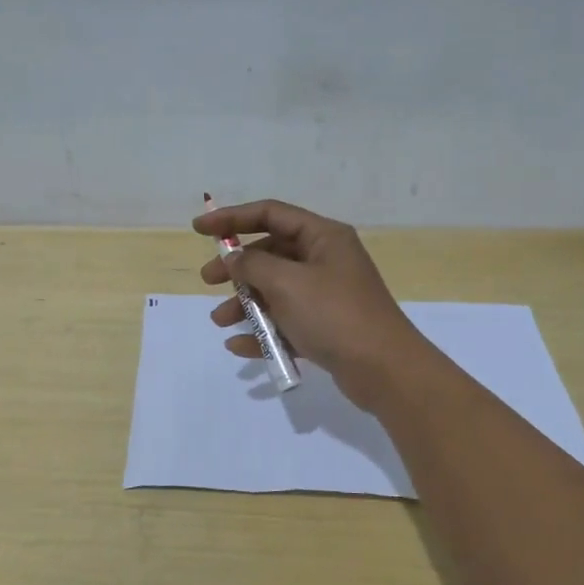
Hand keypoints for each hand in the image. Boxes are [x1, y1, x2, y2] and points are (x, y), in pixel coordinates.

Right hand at [194, 199, 430, 409]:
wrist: (384, 369)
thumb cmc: (334, 315)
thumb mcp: (287, 283)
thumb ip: (253, 265)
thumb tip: (234, 258)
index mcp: (323, 237)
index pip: (271, 214)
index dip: (232, 217)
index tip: (199, 228)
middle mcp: (325, 260)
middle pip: (271, 254)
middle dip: (237, 268)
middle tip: (208, 281)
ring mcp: (326, 295)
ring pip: (275, 291)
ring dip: (246, 304)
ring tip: (220, 322)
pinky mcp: (326, 328)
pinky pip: (286, 322)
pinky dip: (263, 331)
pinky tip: (240, 346)